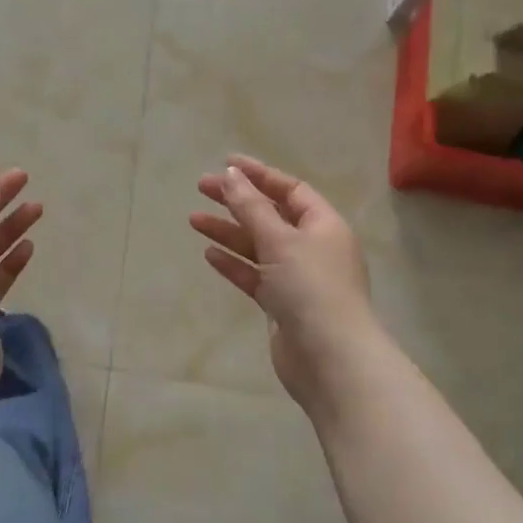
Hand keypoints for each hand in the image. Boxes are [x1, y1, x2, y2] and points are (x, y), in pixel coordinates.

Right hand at [190, 155, 376, 417]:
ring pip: (258, 246)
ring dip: (229, 231)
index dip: (259, 175)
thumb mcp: (279, 240)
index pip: (290, 190)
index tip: (225, 164)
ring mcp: (297, 278)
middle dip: (237, 201)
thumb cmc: (310, 288)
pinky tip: (210, 254)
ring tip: (194, 220)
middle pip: (270, 215)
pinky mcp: (282, 305)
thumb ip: (251, 207)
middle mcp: (313, 248)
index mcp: (324, 226)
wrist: (329, 358)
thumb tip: (232, 174)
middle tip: (202, 188)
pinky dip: (234, 263)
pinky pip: (254, 275)